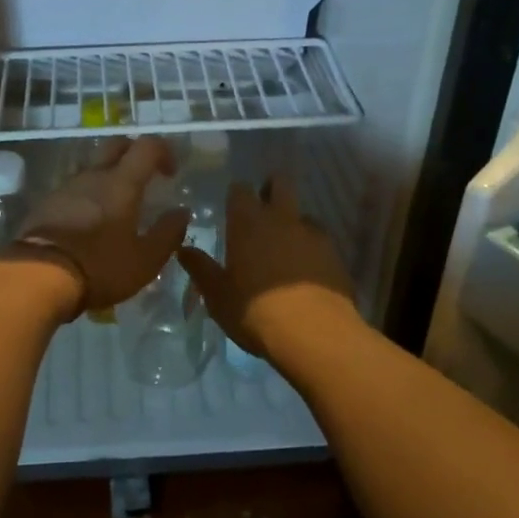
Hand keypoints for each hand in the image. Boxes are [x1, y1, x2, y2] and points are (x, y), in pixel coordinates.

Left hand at [0, 136, 188, 317]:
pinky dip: (87, 197)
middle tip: (144, 178)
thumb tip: (181, 212)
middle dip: (134, 153)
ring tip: (116, 207)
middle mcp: (93, 176)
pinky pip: (73, 190)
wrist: (36, 276)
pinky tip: (89, 224)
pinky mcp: (45, 204)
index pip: (146, 146)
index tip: (171, 173)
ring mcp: (65, 188)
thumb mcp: (145, 260)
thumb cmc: (99, 266)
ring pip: (92, 168)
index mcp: (121, 182)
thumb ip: (168, 234)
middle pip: (115, 146)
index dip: (163, 151)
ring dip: (108, 177)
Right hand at [176, 174, 357, 358]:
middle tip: (263, 210)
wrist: (315, 334)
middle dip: (271, 189)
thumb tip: (183, 249)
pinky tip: (306, 271)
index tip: (232, 207)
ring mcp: (312, 234)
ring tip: (286, 248)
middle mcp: (281, 218)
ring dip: (293, 223)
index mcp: (248, 222)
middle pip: (280, 183)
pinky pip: (320, 240)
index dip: (236, 195)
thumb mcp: (217, 296)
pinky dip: (311, 248)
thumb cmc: (255, 312)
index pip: (240, 189)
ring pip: (303, 213)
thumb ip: (200, 269)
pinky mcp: (335, 254)